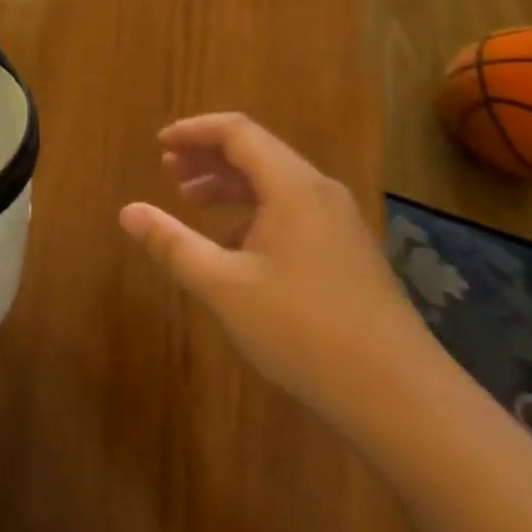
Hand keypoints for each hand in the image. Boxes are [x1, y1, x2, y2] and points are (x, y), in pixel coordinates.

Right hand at [119, 113, 432, 426]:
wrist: (403, 399)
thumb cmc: (306, 332)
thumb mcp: (225, 287)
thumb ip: (173, 243)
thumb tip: (127, 211)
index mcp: (292, 186)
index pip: (237, 131)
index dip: (194, 131)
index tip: (159, 145)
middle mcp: (319, 192)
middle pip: (257, 152)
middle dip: (208, 156)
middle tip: (168, 170)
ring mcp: (339, 223)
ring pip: (275, 183)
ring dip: (229, 184)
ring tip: (191, 202)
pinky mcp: (348, 253)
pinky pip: (292, 211)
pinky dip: (254, 213)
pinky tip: (234, 248)